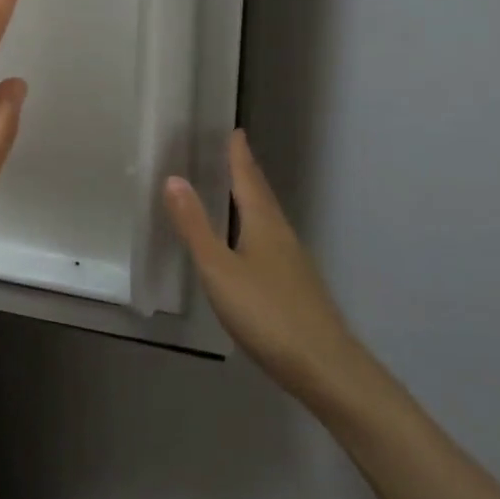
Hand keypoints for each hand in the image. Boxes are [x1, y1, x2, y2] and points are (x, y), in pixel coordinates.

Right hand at [164, 130, 376, 411]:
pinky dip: (256, 228)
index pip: (248, 180)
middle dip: (246, 174)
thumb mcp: (219, 269)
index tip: (235, 131)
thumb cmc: (266, 313)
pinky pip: (271, 241)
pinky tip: (249, 245)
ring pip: (269, 220)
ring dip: (252, 200)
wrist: (325, 367)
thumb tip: (173, 178)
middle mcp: (282, 236)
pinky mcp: (296, 287)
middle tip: (232, 153)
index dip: (239, 156)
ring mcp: (293, 263)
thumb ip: (195, 226)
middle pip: (262, 196)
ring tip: (236, 191)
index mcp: (264, 224)